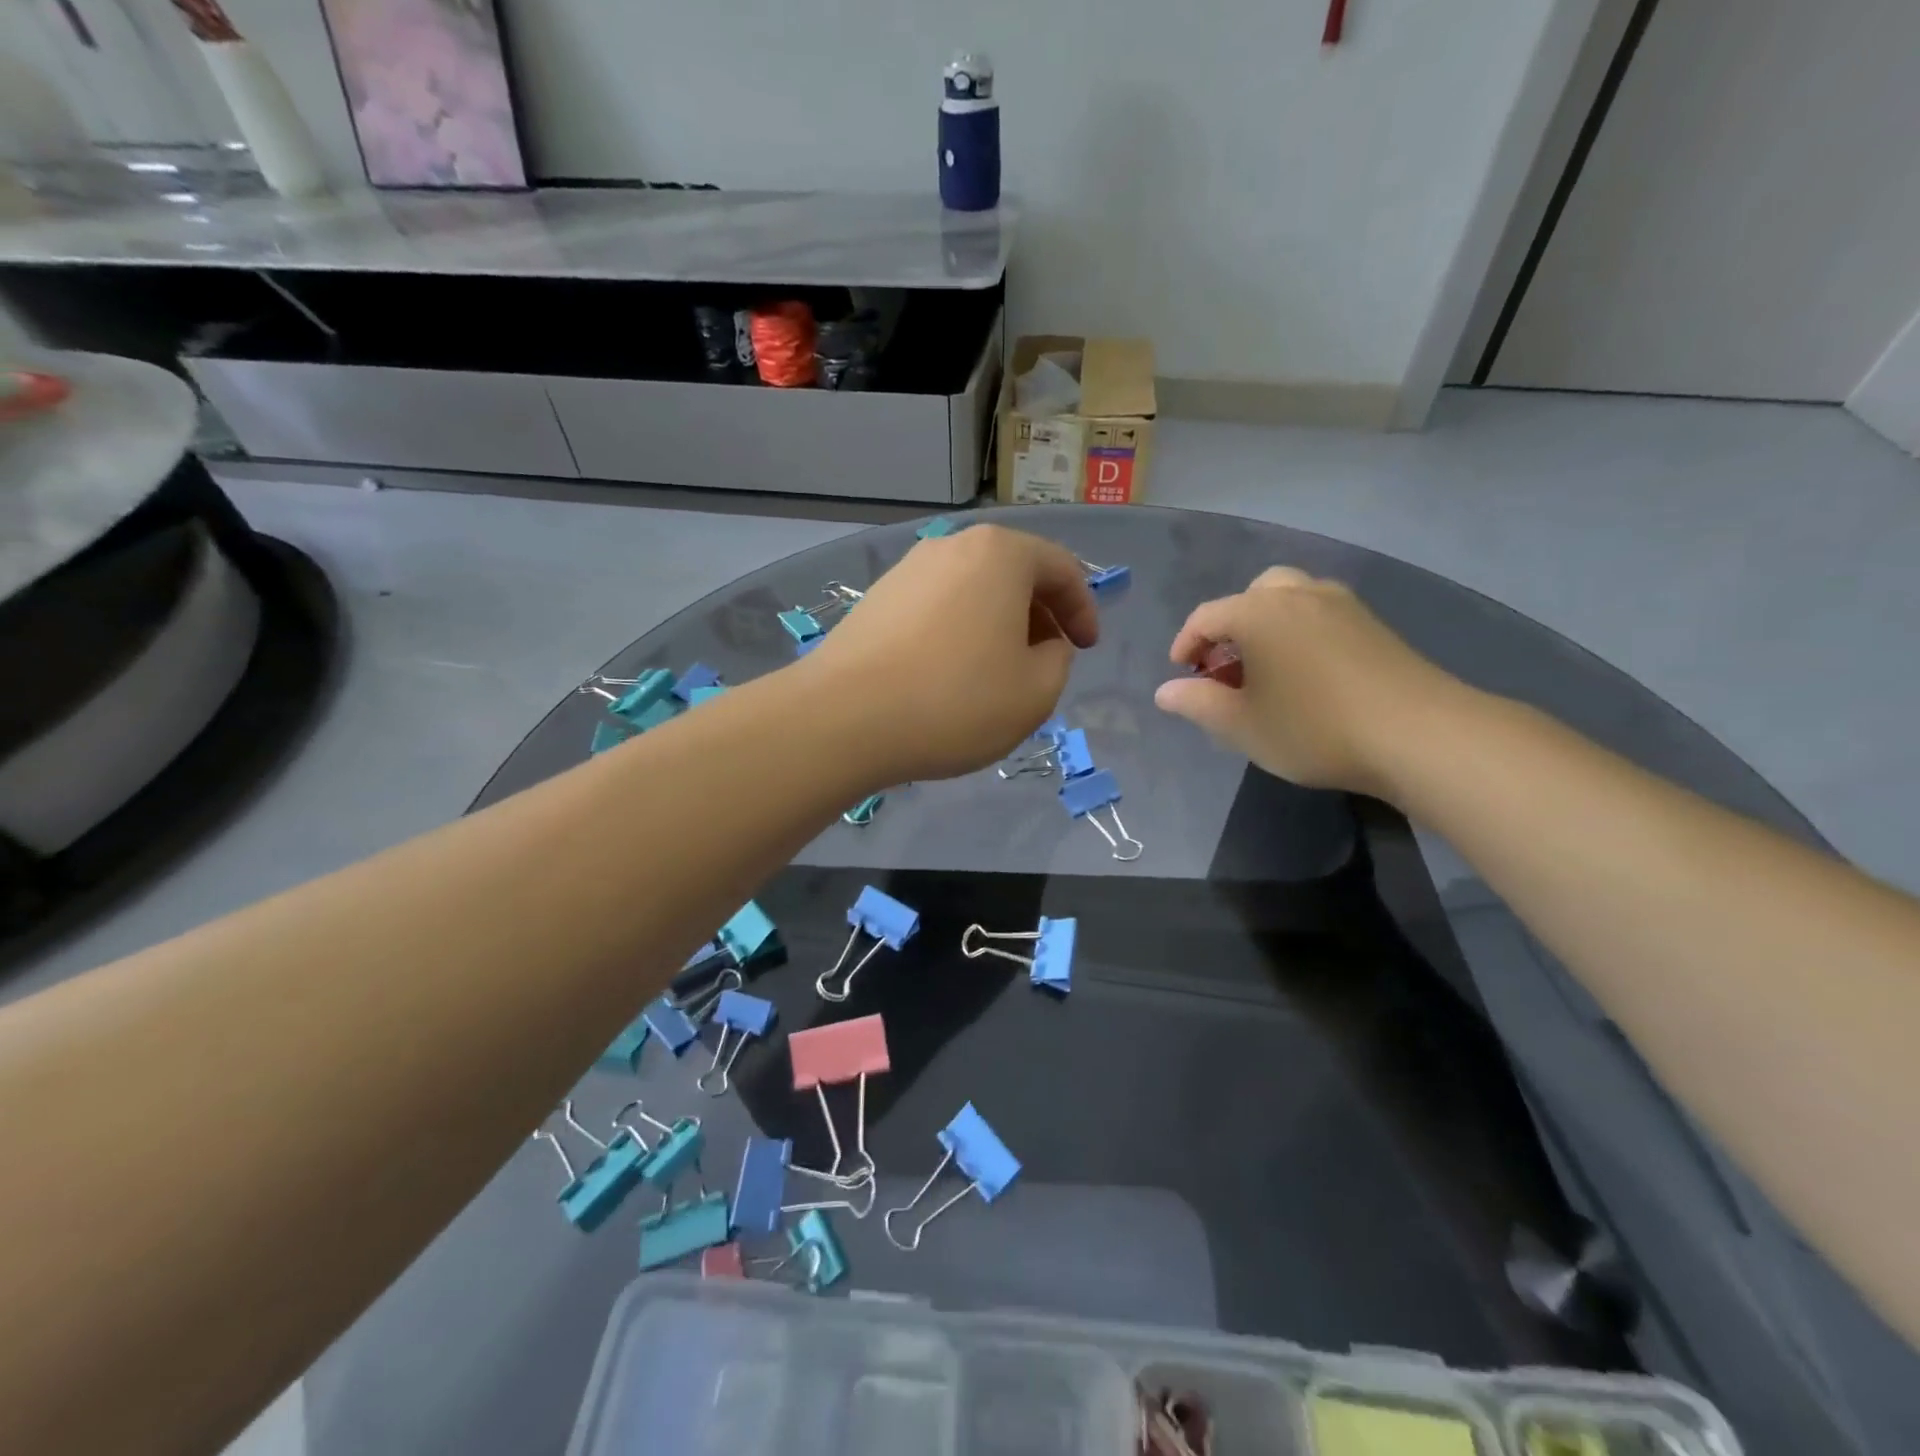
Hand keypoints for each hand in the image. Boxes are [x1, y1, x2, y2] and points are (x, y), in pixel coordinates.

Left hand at [801, 524, 1099, 782]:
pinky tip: (951, 675)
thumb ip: (1058, 660)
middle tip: (1047, 659)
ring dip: (997, 625)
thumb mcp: (1036, 693)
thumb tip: (1045, 646)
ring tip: (999, 671)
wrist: (844, 719)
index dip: (1083, 609)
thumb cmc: (955, 702)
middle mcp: (952, 547)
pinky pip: (937, 608)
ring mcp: (907, 570)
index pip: (1061, 568)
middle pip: (1013, 573)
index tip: (1087, 648)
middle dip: (1040, 615)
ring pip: (973, 591)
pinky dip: (959, 632)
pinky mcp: (876, 600)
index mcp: (1000, 554)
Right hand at [1153, 567, 1463, 797]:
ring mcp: (1341, 604)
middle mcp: (1298, 594)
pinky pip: (1320, 613)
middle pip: (1250, 596)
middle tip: (1226, 668)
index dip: (1186, 645)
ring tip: (1266, 668)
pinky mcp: (1373, 623)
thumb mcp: (1241, 726)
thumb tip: (1165, 692)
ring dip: (1267, 624)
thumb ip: (1196, 704)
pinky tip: (1307, 673)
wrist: (1417, 734)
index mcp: (1258, 612)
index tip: (1181, 676)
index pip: (1206, 617)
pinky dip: (1300, 631)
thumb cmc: (1312, 728)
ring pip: (1290, 598)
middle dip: (1229, 627)